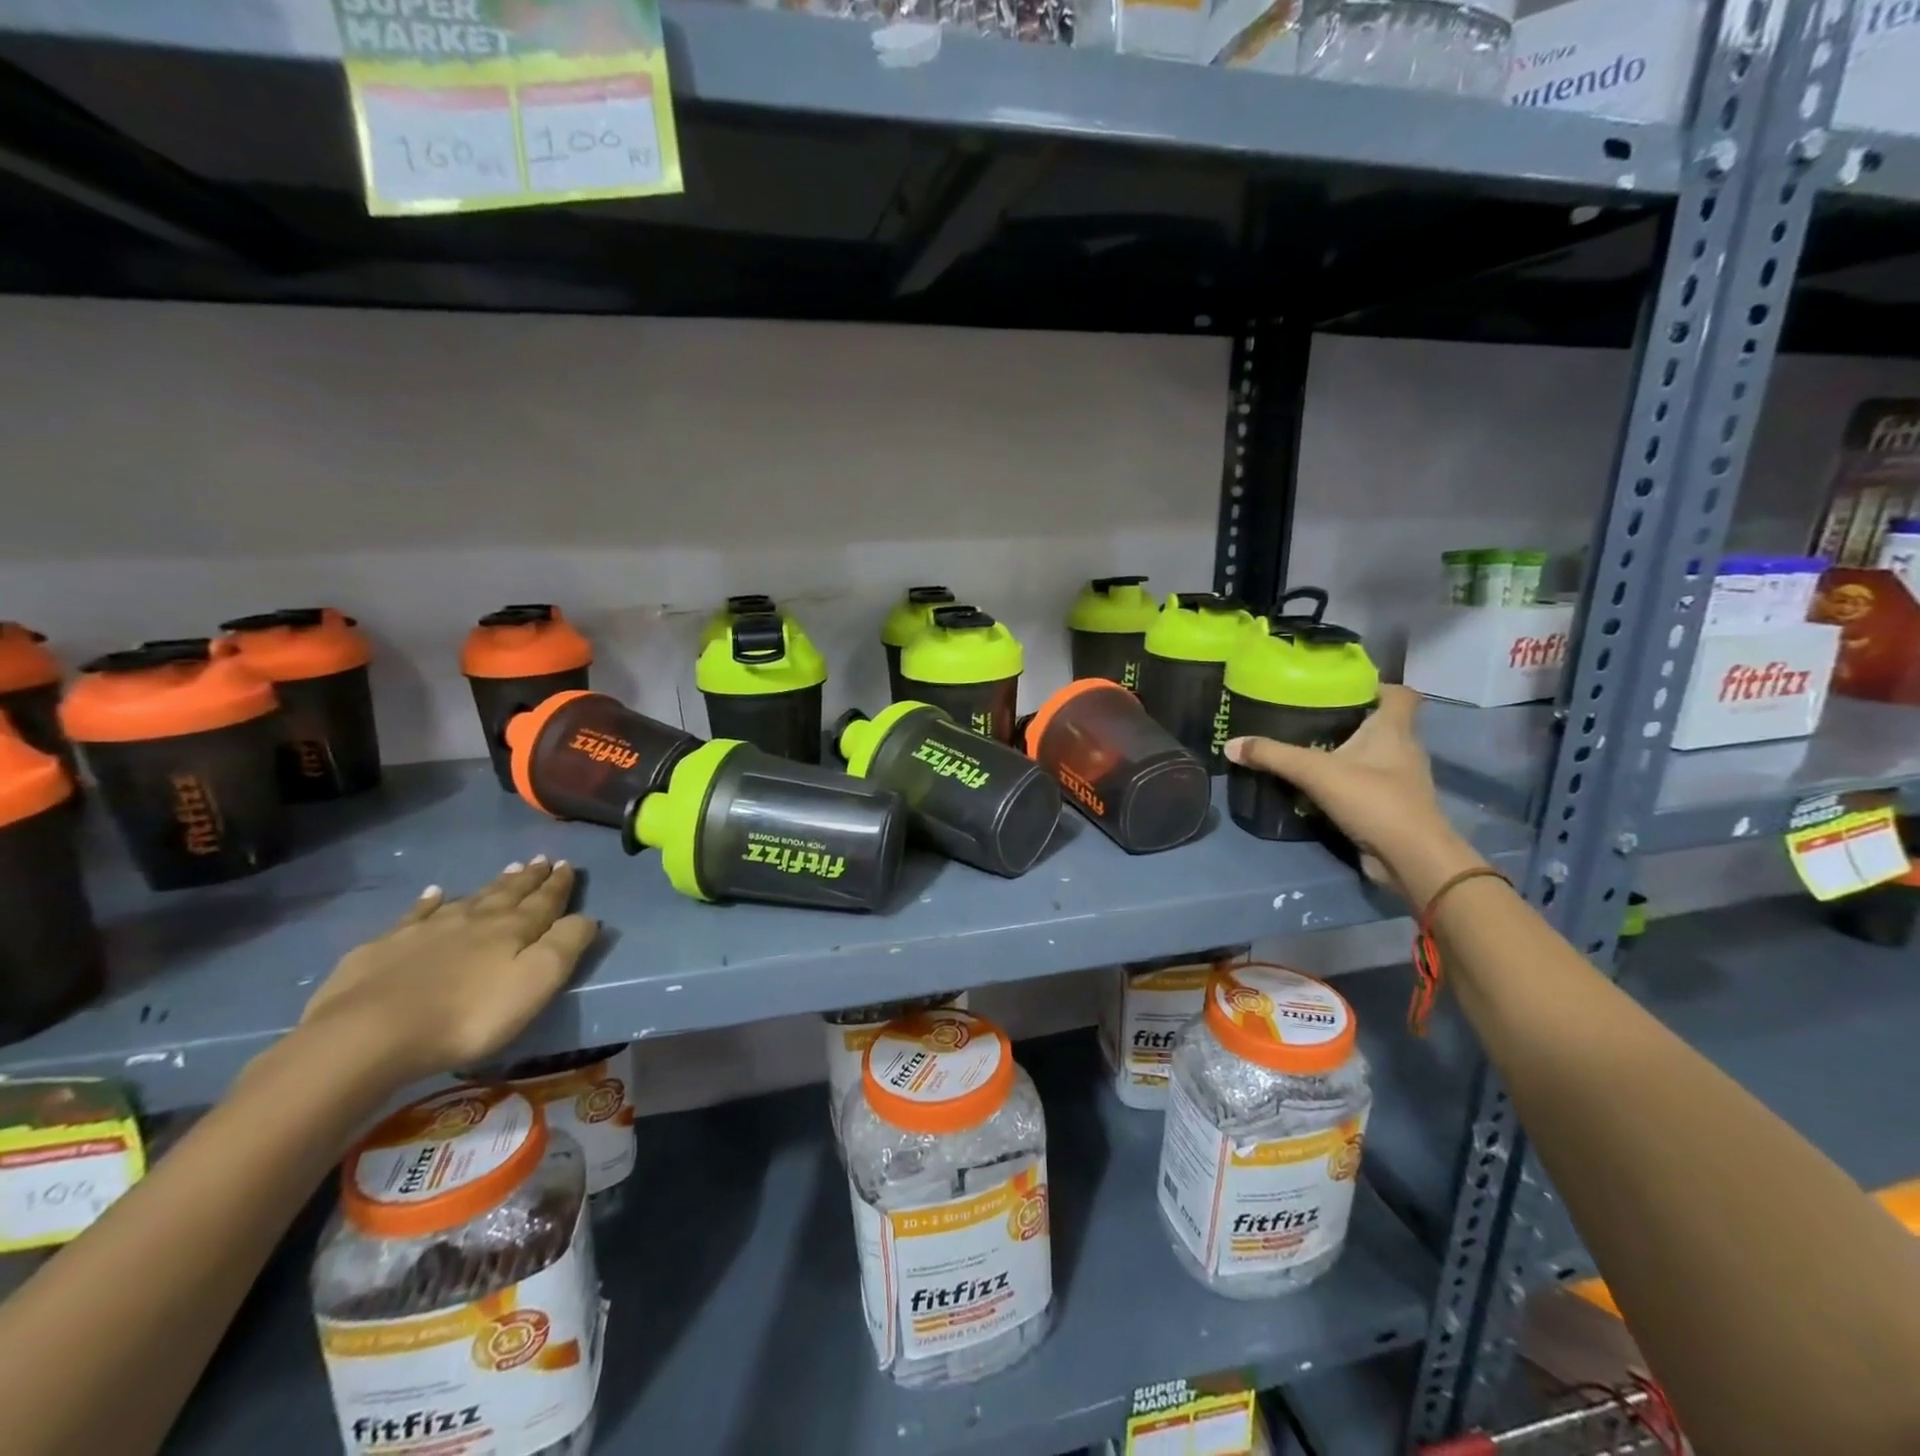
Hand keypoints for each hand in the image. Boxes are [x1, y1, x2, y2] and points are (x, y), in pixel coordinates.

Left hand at [298, 858, 598, 1087]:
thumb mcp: (535, 982)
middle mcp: (474, 920)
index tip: (568, 866)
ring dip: (491, 886)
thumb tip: (587, 917)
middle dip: (529, 878)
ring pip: (468, 899)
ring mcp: (426, 931)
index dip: (558, 885)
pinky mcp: (384, 948)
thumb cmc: (468, 1015)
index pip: (544, 901)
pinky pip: (415, 915)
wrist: (368, 1035)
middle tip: (541, 860)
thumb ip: (566, 945)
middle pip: (508, 894)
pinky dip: (428, 902)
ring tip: (507, 870)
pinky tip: (432, 894)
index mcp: (513, 929)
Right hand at [1225, 685, 1484, 904]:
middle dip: (1352, 720)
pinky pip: (1369, 785)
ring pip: (1376, 756)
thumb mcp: (1315, 772)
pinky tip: (1320, 788)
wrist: (1410, 857)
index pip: (1400, 695)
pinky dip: (1348, 783)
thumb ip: (1273, 756)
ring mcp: (1402, 781)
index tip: (1345, 688)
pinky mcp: (1393, 807)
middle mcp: (1404, 750)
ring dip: (1349, 753)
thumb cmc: (1373, 799)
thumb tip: (1231, 745)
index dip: (1377, 687)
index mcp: (1394, 730)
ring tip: (1311, 751)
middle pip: (1383, 724)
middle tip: (1313, 718)